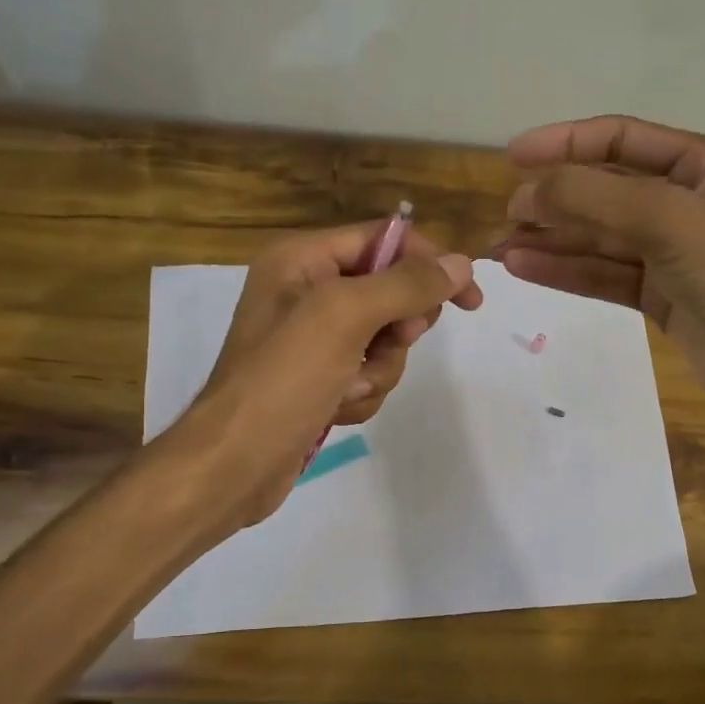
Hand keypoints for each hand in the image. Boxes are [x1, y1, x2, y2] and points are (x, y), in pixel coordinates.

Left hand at [163, 221, 481, 528]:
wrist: (236, 463)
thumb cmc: (284, 378)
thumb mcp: (345, 317)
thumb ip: (405, 285)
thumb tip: (460, 263)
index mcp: (302, 260)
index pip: (383, 240)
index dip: (429, 263)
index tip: (469, 299)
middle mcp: (306, 292)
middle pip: (389, 293)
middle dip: (396, 330)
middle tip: (388, 344)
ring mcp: (313, 340)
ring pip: (384, 342)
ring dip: (378, 370)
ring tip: (347, 388)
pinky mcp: (319, 380)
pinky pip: (368, 375)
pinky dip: (362, 394)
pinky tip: (337, 409)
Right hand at [496, 115, 704, 425]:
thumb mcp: (669, 220)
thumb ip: (595, 199)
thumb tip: (527, 192)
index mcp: (704, 164)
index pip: (621, 139)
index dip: (566, 142)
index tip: (512, 156)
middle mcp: (688, 202)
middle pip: (606, 191)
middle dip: (555, 200)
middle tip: (507, 215)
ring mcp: (675, 254)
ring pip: (601, 238)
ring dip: (553, 240)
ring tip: (502, 249)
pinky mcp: (663, 299)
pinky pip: (606, 276)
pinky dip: (568, 271)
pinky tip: (527, 268)